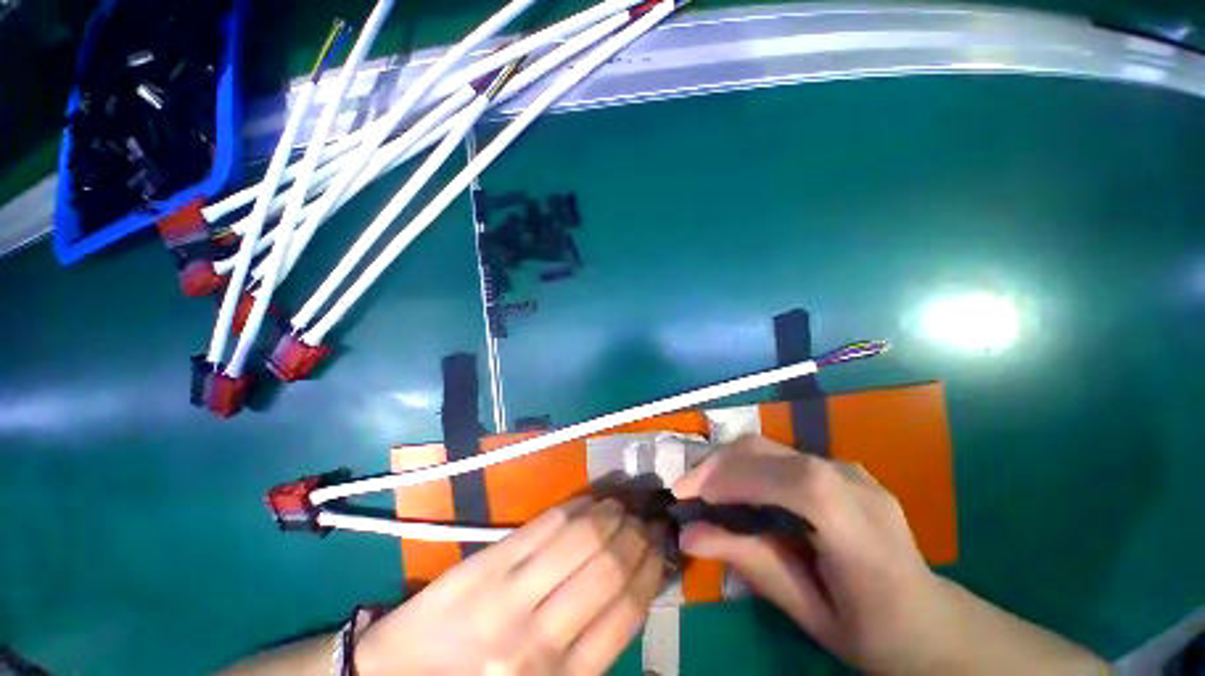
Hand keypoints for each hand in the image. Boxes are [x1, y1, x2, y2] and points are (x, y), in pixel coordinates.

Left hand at [355, 497, 664, 674]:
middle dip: (636, 534)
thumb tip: (633, 590)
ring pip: (580, 538)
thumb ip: (593, 647)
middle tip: (645, 519)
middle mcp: (540, 638)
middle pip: (608, 566)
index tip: (661, 544)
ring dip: (609, 515)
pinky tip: (588, 503)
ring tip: (621, 507)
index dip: (651, 567)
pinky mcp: (487, 564)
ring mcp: (509, 596)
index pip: (627, 609)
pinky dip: (575, 508)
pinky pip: (544, 525)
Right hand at [673, 434, 940, 671]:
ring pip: (770, 446)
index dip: (735, 478)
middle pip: (771, 450)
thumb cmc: (873, 631)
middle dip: (718, 463)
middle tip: (685, 489)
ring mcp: (848, 468)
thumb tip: (688, 534)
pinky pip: (781, 455)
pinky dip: (747, 464)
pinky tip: (735, 487)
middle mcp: (853, 483)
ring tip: (702, 487)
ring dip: (728, 460)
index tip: (687, 494)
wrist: (930, 621)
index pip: (794, 482)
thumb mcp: (810, 612)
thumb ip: (751, 564)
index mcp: (859, 528)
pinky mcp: (838, 467)